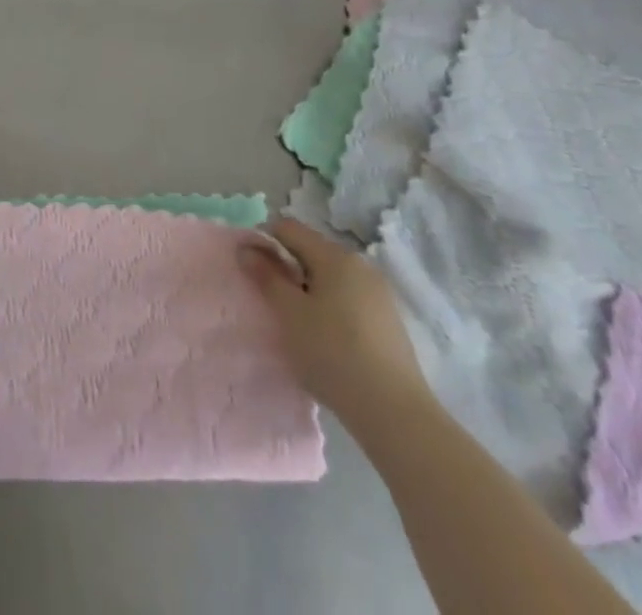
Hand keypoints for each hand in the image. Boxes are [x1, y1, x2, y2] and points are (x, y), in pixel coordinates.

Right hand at [242, 217, 429, 424]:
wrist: (395, 413)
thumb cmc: (332, 354)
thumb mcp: (289, 314)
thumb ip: (266, 276)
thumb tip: (246, 248)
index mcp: (334, 256)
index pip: (289, 228)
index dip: (264, 241)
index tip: (252, 271)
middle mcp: (359, 264)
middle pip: (311, 251)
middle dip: (287, 268)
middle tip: (272, 301)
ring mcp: (379, 293)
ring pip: (331, 277)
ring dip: (308, 289)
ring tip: (298, 323)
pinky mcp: (389, 320)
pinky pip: (349, 298)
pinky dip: (331, 307)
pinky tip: (327, 340)